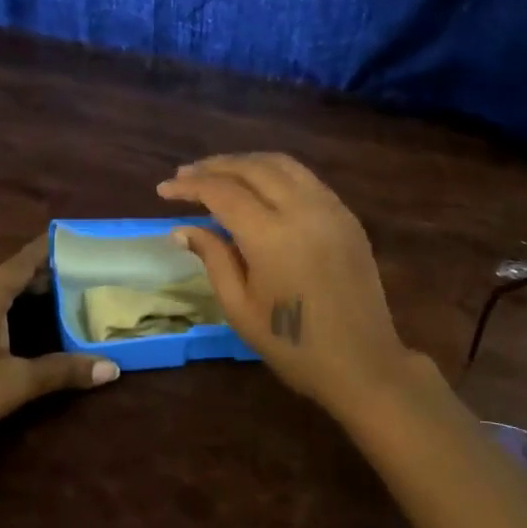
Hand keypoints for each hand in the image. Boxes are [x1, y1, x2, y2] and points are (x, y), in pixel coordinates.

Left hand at [0, 235, 119, 471]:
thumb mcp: (16, 385)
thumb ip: (63, 371)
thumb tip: (112, 367)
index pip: (22, 262)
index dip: (47, 251)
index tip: (71, 239)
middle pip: (2, 275)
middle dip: (33, 275)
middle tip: (67, 278)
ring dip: (7, 291)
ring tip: (36, 295)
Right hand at [157, 154, 425, 409]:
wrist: (363, 364)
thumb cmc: (293, 346)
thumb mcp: (240, 308)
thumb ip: (213, 259)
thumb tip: (183, 229)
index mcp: (271, 236)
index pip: (223, 192)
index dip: (190, 186)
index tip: (164, 189)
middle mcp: (303, 210)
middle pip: (252, 167)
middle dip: (214, 166)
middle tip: (185, 175)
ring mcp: (331, 209)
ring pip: (283, 165)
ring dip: (246, 163)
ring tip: (219, 173)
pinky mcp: (347, 217)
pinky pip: (306, 180)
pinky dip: (276, 174)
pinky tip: (260, 188)